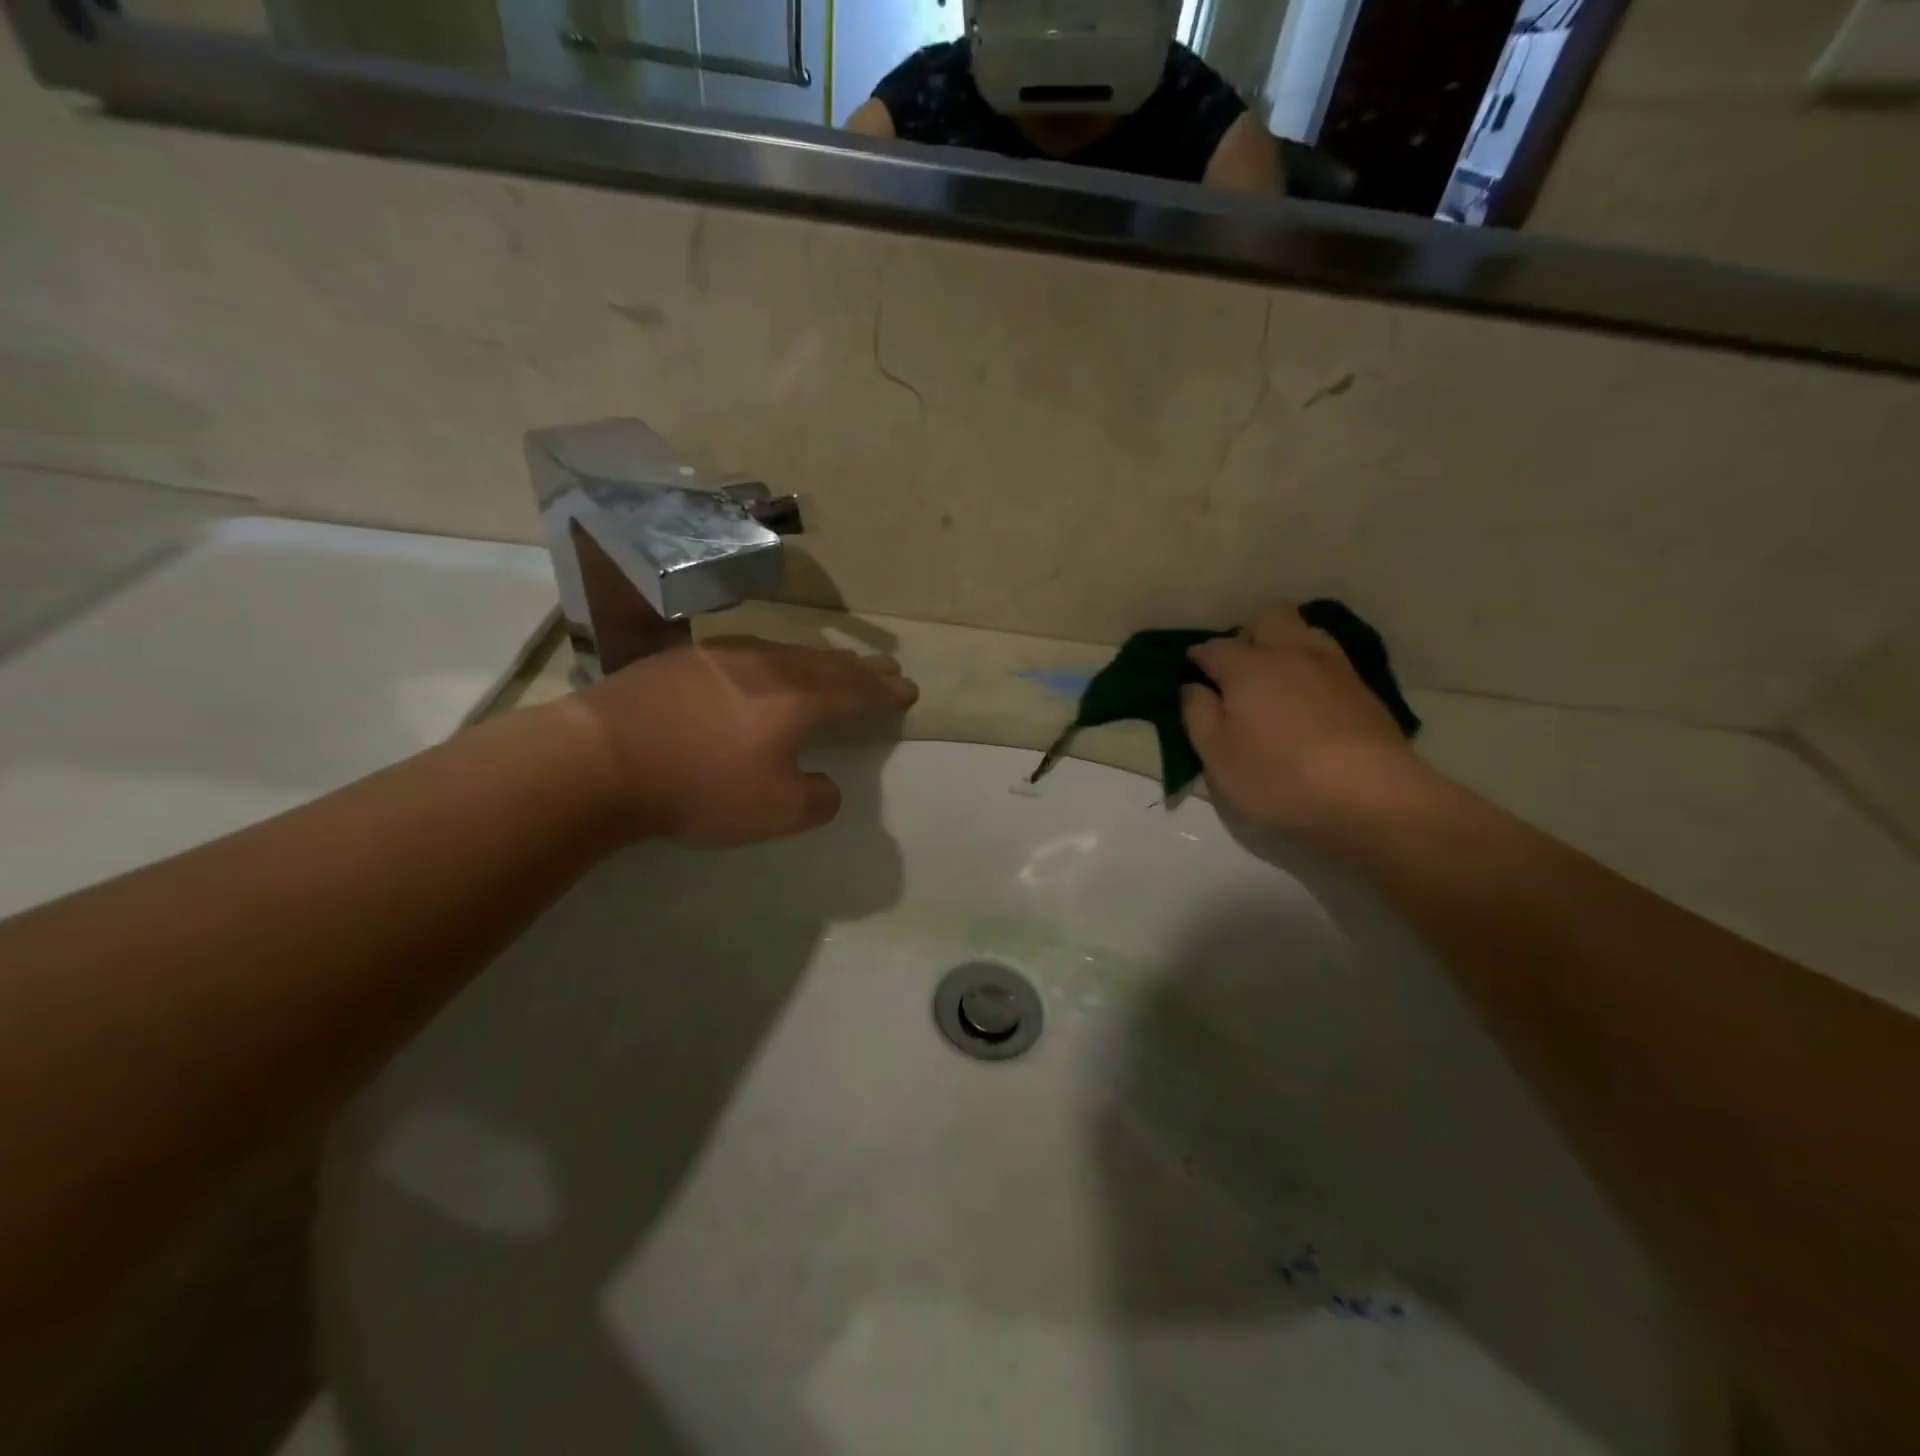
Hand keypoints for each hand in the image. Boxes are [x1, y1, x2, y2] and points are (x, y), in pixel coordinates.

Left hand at [568, 636, 916, 844]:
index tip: (908, 688)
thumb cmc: (700, 787)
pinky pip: (750, 653)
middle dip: (861, 670)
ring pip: (788, 653)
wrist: (602, 758)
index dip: (884, 693)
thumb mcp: (775, 812)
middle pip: (827, 665)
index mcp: (798, 700)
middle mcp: (768, 667)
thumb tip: (826, 785)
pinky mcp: (684, 660)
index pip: (856, 693)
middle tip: (887, 667)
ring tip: (836, 665)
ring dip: (820, 661)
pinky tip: (766, 665)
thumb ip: (816, 799)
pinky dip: (776, 660)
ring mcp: (723, 656)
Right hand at [1181, 606, 1432, 841]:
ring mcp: (1333, 668)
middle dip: (1247, 635)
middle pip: (1267, 619)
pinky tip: (1308, 701)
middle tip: (1236, 671)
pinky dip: (1312, 670)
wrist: (1373, 797)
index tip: (1190, 675)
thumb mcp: (1217, 756)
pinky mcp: (1364, 691)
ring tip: (1275, 682)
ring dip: (1285, 646)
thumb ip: (1198, 715)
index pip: (1213, 648)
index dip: (1197, 659)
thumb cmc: (1278, 777)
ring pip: (1305, 633)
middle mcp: (1290, 653)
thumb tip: (1192, 687)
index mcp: (1247, 666)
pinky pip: (1330, 662)